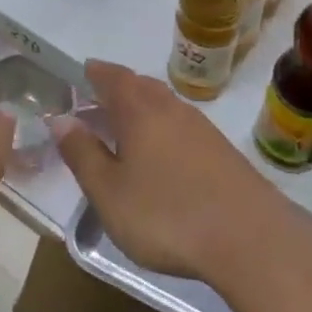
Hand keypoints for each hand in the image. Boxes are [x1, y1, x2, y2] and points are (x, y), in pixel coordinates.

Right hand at [53, 59, 279, 280]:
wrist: (250, 239)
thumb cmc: (166, 214)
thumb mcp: (109, 192)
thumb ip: (82, 154)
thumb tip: (61, 120)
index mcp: (139, 110)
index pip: (112, 77)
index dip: (95, 73)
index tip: (82, 72)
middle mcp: (171, 108)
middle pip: (141, 86)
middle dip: (117, 88)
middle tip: (96, 102)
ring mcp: (201, 128)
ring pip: (164, 105)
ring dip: (141, 109)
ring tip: (124, 129)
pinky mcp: (221, 151)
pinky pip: (181, 126)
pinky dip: (162, 129)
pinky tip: (160, 156)